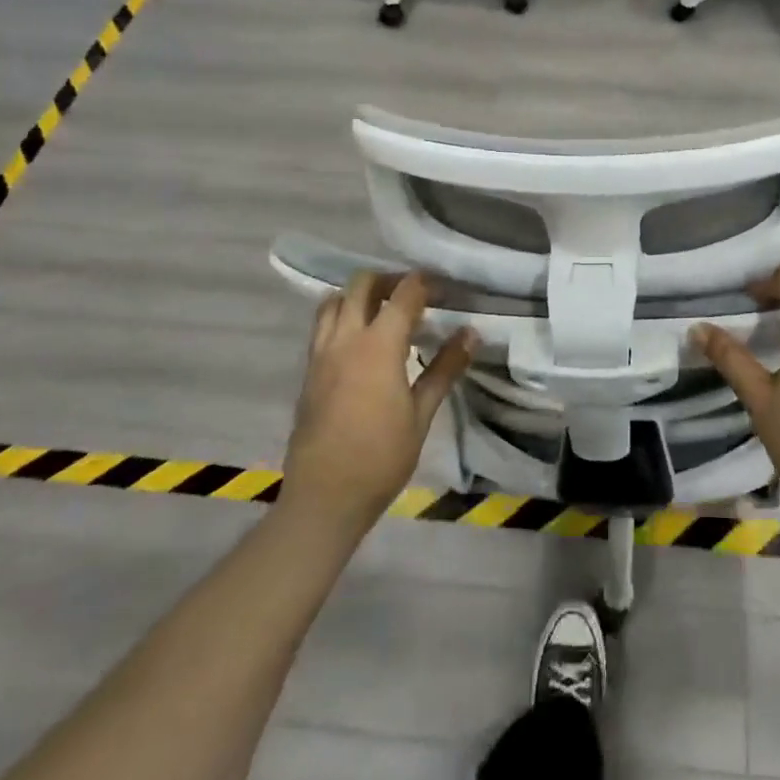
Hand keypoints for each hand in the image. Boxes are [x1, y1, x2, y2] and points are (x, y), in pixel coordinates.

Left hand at [281, 272, 474, 536]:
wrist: (324, 499)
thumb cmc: (381, 458)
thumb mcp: (422, 414)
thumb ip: (445, 368)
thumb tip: (471, 333)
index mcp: (377, 346)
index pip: (403, 294)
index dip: (424, 283)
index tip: (443, 287)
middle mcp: (344, 340)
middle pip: (362, 285)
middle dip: (390, 279)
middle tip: (414, 294)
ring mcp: (320, 354)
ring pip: (334, 301)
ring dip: (359, 295)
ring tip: (383, 311)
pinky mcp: (308, 372)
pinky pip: (322, 326)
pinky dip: (342, 316)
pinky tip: (361, 340)